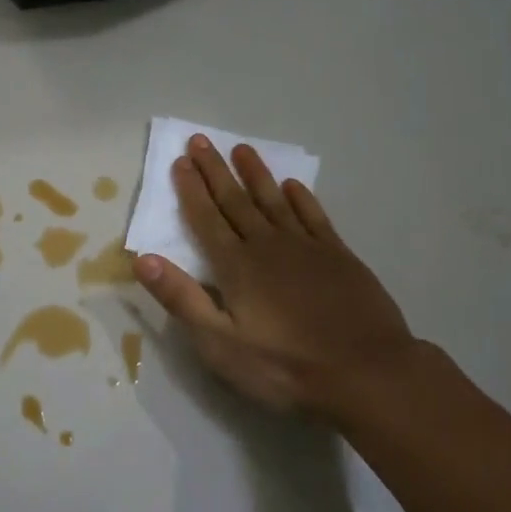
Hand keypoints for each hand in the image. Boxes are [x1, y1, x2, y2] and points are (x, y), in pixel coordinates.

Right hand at [132, 136, 422, 422]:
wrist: (367, 372)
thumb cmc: (286, 366)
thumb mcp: (221, 345)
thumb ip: (182, 299)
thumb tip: (143, 259)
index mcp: (236, 266)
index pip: (206, 219)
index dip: (191, 190)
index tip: (180, 160)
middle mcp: (267, 245)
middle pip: (235, 201)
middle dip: (215, 170)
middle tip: (201, 140)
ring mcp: (306, 247)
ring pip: (273, 200)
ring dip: (255, 174)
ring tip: (241, 148)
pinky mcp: (338, 256)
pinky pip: (313, 217)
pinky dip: (301, 198)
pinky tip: (292, 185)